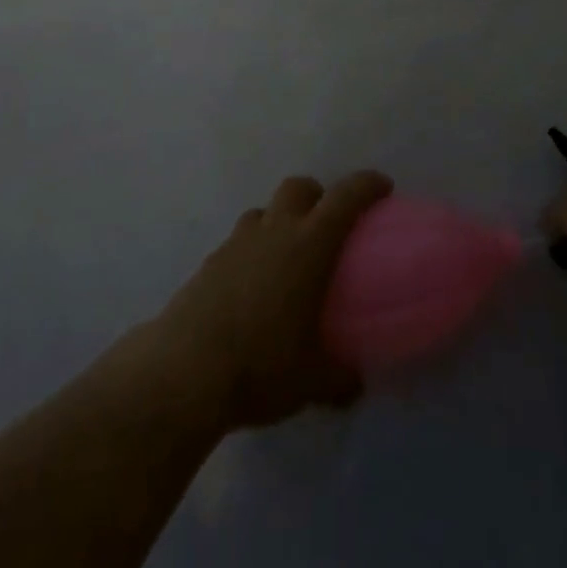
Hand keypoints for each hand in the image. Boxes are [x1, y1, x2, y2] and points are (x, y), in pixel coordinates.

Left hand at [154, 171, 392, 430]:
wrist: (183, 372)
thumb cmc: (261, 365)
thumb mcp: (312, 380)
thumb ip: (339, 376)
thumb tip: (355, 382)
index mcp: (309, 244)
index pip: (346, 197)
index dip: (367, 185)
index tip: (383, 187)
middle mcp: (274, 231)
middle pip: (299, 187)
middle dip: (317, 195)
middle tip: (328, 224)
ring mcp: (237, 243)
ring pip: (265, 211)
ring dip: (280, 221)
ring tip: (286, 258)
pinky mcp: (209, 263)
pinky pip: (239, 242)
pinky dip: (252, 251)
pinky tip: (252, 289)